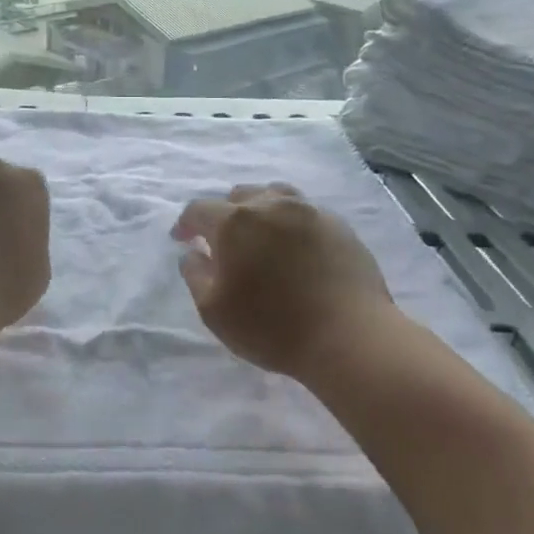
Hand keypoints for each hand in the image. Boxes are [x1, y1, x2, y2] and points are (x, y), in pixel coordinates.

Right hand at [172, 183, 392, 378]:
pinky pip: (305, 213)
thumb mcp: (214, 310)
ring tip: (261, 235)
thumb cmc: (272, 327)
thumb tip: (193, 253)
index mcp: (235, 222)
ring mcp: (309, 212)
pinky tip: (295, 248)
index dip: (186, 224)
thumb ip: (195, 275)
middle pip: (239, 196)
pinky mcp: (339, 226)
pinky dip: (291, 223)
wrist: (350, 337)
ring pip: (275, 196)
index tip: (183, 240)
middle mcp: (271, 205)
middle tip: (224, 243)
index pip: (199, 209)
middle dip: (224, 215)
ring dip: (260, 210)